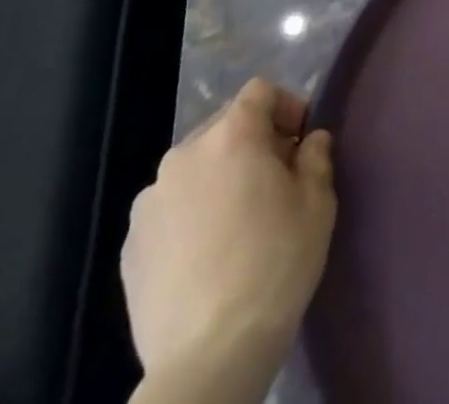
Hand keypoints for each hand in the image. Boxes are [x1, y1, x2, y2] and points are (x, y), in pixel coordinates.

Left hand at [122, 78, 336, 400]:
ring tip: (237, 222)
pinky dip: (190, 215)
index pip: (260, 92)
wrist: (208, 358)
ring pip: (195, 169)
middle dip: (252, 143)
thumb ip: (316, 157)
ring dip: (219, 178)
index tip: (301, 142)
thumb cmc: (275, 265)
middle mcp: (184, 155)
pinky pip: (169, 209)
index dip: (286, 107)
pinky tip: (206, 255)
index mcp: (231, 135)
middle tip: (275, 181)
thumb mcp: (318, 203)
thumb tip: (310, 141)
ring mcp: (150, 202)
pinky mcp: (130, 246)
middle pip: (224, 127)